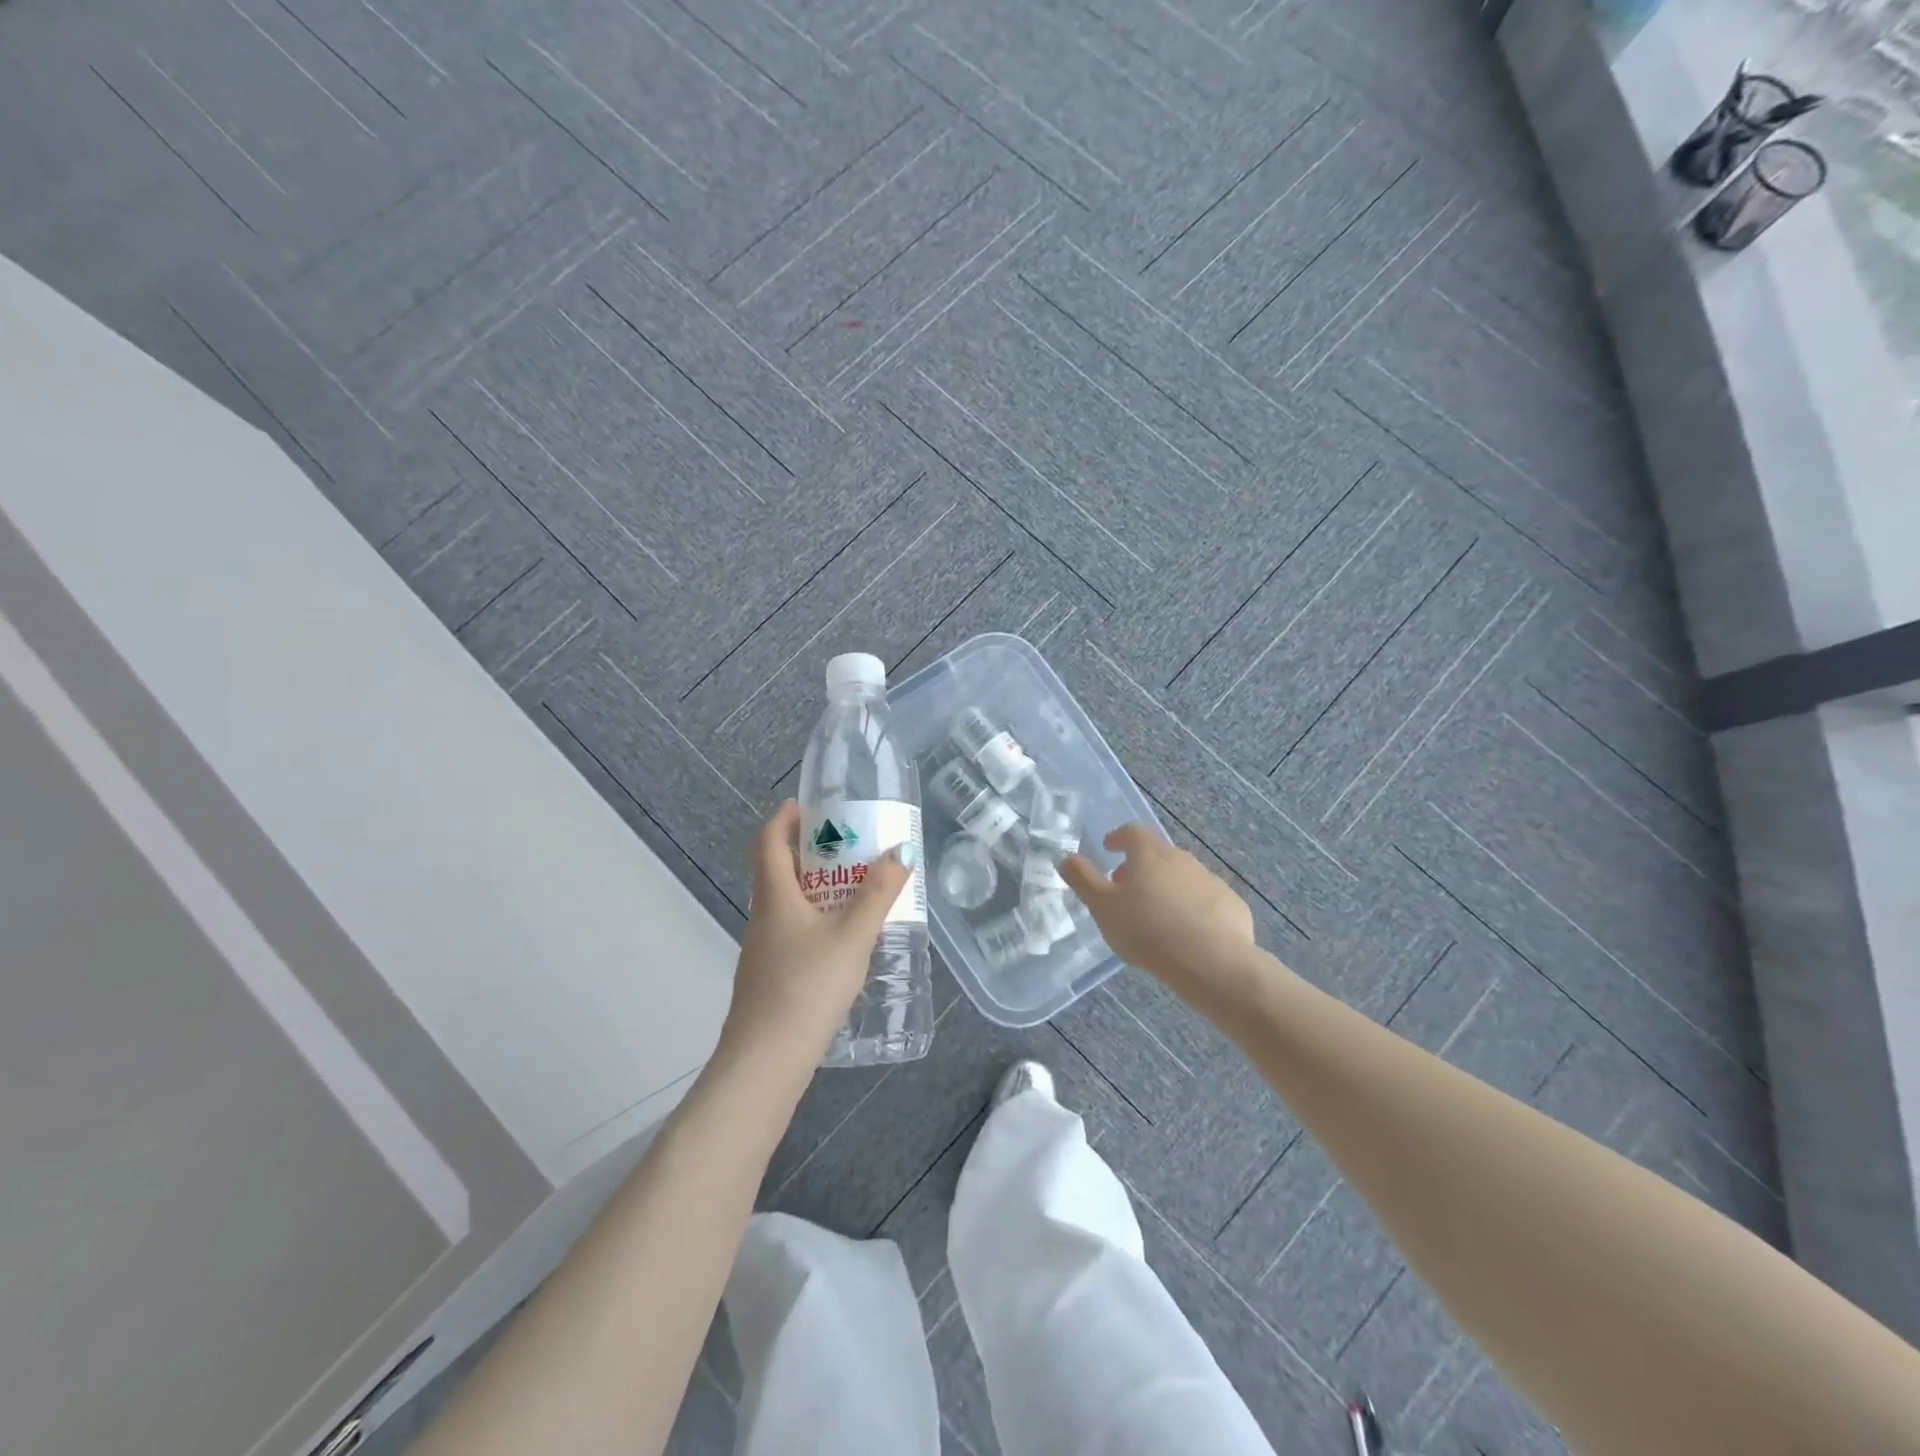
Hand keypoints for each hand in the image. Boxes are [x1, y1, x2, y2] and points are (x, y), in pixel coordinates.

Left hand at [718, 801, 913, 1072]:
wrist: (766, 1061)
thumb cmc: (807, 987)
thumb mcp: (852, 937)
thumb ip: (878, 895)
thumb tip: (901, 851)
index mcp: (776, 896)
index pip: (768, 841)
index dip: (785, 818)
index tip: (810, 806)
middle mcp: (764, 915)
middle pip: (779, 869)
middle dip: (812, 851)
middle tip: (851, 846)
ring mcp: (764, 948)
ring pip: (788, 902)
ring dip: (817, 886)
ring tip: (858, 888)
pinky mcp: (771, 974)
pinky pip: (793, 929)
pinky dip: (816, 918)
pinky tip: (845, 938)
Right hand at [1062, 824, 1257, 1008]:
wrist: (1212, 963)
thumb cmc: (1147, 931)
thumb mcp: (1103, 908)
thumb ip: (1083, 879)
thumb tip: (1067, 857)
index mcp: (1149, 855)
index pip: (1132, 832)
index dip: (1119, 837)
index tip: (1110, 848)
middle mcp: (1182, 859)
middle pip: (1158, 855)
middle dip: (1141, 868)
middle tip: (1128, 891)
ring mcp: (1211, 881)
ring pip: (1184, 878)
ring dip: (1168, 889)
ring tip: (1157, 917)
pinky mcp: (1232, 906)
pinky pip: (1207, 901)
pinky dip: (1194, 910)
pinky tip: (1188, 935)